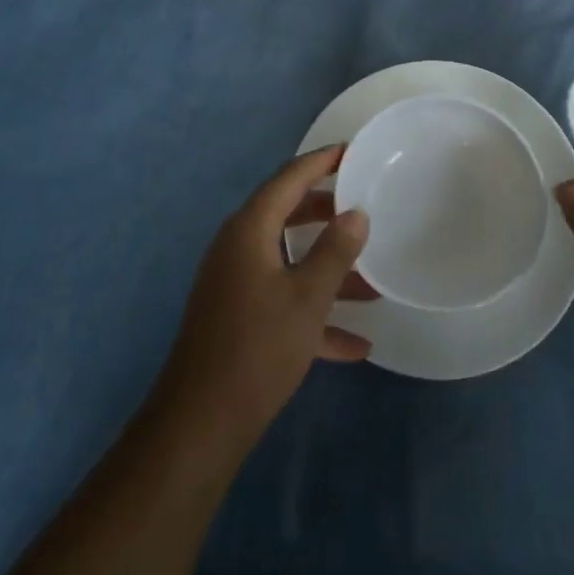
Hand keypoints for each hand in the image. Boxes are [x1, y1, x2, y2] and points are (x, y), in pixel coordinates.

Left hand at [155, 146, 374, 454]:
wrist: (201, 424)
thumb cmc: (258, 348)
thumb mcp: (308, 297)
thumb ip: (335, 251)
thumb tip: (356, 214)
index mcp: (249, 230)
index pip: (288, 178)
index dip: (321, 162)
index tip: (351, 150)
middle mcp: (238, 248)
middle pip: (287, 214)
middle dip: (327, 212)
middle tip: (364, 206)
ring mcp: (235, 284)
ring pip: (289, 260)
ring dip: (327, 268)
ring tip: (373, 279)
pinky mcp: (237, 317)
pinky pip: (282, 299)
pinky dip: (314, 312)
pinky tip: (356, 343)